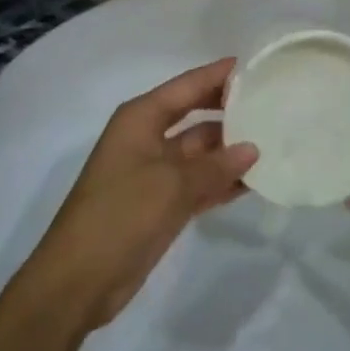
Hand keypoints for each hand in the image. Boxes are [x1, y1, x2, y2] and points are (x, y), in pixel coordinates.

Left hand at [25, 59, 256, 331]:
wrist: (75, 284)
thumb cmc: (119, 215)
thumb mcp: (171, 185)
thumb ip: (215, 166)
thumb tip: (252, 149)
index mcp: (141, 118)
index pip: (188, 85)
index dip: (219, 75)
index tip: (255, 66)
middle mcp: (148, 138)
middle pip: (196, 115)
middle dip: (229, 111)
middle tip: (271, 105)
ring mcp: (155, 173)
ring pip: (201, 152)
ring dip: (231, 152)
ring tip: (273, 145)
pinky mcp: (161, 205)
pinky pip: (198, 183)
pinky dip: (221, 182)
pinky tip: (254, 182)